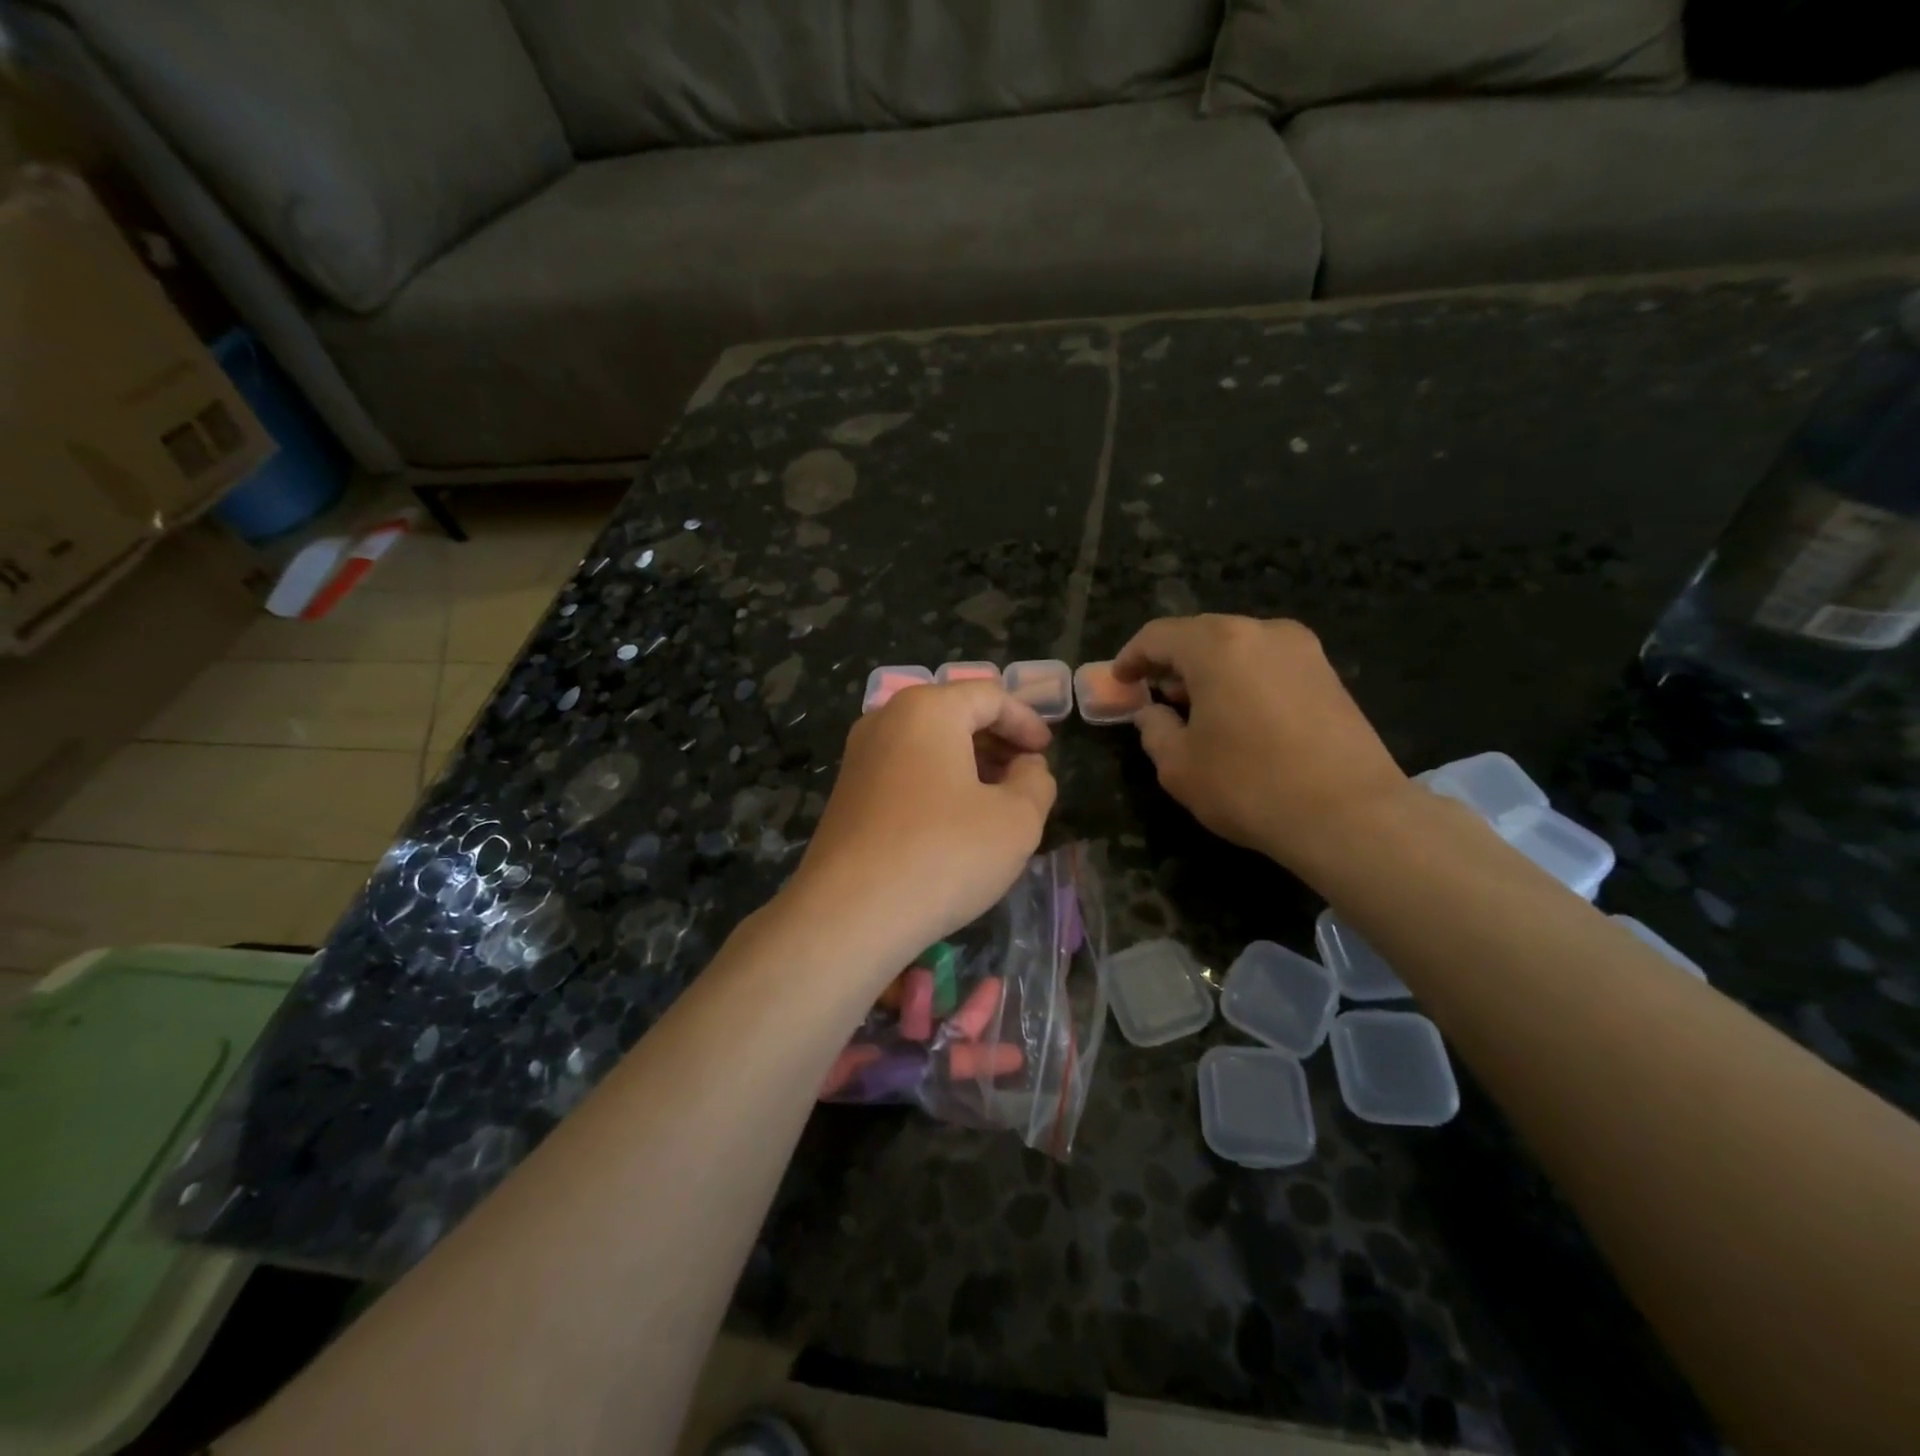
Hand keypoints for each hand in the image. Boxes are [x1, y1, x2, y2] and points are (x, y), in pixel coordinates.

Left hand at [783, 681, 1057, 974]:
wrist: (849, 914)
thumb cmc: (944, 854)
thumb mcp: (1016, 820)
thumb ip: (1036, 782)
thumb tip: (1027, 768)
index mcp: (928, 709)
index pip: (990, 696)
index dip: (1027, 721)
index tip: (1047, 752)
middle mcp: (886, 719)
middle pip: (954, 714)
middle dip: (997, 742)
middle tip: (1026, 776)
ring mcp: (859, 756)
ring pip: (927, 744)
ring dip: (968, 764)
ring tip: (996, 802)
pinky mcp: (846, 793)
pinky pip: (904, 771)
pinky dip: (937, 783)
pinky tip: (954, 822)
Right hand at [1113, 615, 1409, 870]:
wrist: (1350, 815)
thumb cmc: (1249, 785)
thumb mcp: (1179, 766)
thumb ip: (1154, 729)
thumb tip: (1152, 713)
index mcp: (1218, 645)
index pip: (1159, 635)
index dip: (1131, 656)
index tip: (1119, 681)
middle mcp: (1262, 632)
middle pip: (1200, 634)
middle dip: (1171, 661)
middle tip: (1154, 694)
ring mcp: (1303, 650)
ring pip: (1238, 647)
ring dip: (1208, 670)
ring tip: (1194, 707)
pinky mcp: (1329, 674)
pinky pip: (1268, 664)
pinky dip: (1242, 679)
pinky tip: (1237, 715)